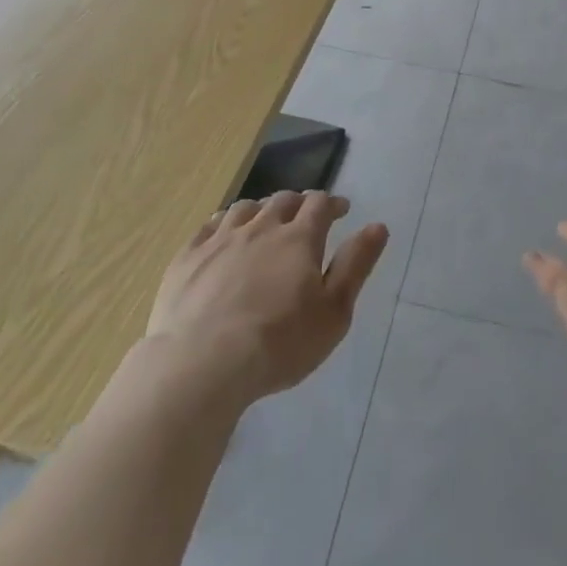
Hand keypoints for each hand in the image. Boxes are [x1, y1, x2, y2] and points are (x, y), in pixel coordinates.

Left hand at [143, 191, 388, 406]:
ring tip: (265, 221)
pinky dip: (223, 223)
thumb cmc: (279, 344)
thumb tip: (378, 226)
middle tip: (305, 216)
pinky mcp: (188, 257)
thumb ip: (356, 265)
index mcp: (299, 238)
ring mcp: (221, 239)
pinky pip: (209, 226)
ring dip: (261, 209)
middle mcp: (261, 227)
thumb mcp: (334, 312)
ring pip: (246, 208)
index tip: (340, 210)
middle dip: (298, 203)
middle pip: (283, 200)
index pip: (320, 203)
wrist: (202, 365)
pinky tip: (224, 234)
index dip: (332, 203)